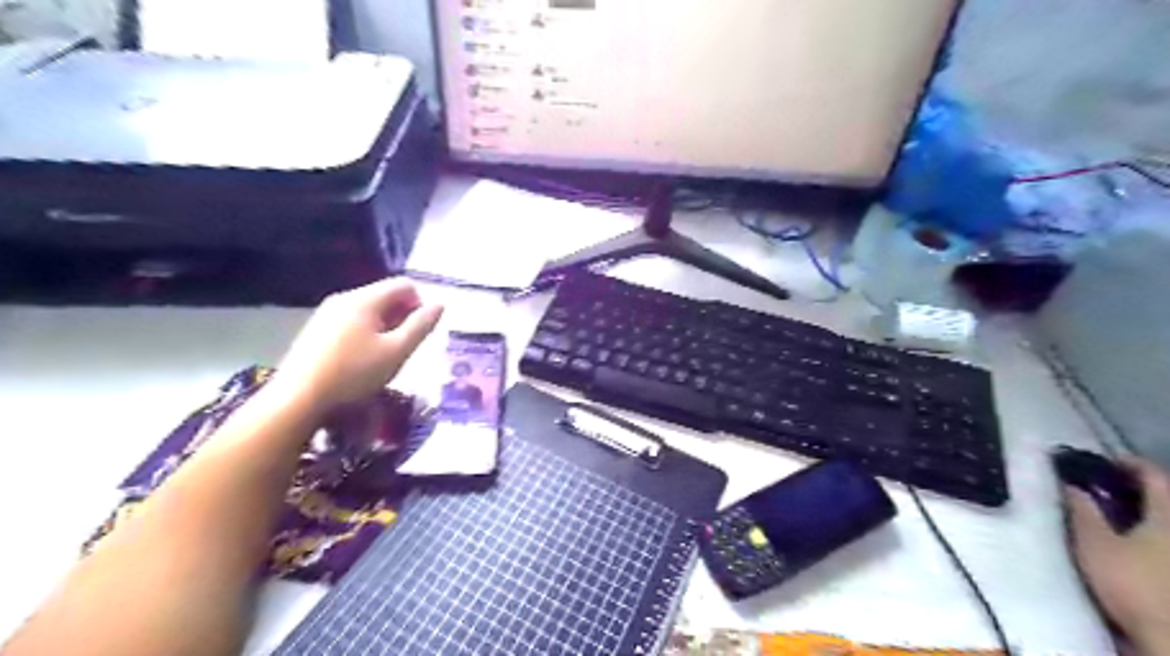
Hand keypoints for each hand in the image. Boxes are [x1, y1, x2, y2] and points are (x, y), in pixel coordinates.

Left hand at [266, 278, 446, 416]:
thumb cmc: (354, 373)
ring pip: (368, 310)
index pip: (404, 285)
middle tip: (404, 347)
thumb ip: (421, 326)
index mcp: (365, 299)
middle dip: (402, 316)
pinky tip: (361, 360)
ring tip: (384, 356)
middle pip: (385, 295)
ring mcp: (326, 313)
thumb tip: (440, 305)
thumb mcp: (397, 352)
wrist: (298, 398)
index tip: (420, 332)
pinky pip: (351, 321)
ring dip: (384, 326)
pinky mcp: (316, 329)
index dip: (420, 304)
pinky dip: (365, 333)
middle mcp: (345, 298)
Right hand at [1068, 457, 1169, 655]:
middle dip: (1135, 492)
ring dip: (1142, 516)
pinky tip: (1130, 547)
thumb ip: (1081, 510)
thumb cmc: (1132, 582)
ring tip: (1113, 519)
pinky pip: (1163, 544)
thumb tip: (1069, 485)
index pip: (1153, 475)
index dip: (1126, 464)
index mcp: (1169, 513)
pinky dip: (1148, 538)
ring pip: (1163, 523)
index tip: (1100, 462)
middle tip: (1102, 491)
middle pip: (1164, 499)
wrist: (1169, 637)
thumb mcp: (1094, 543)